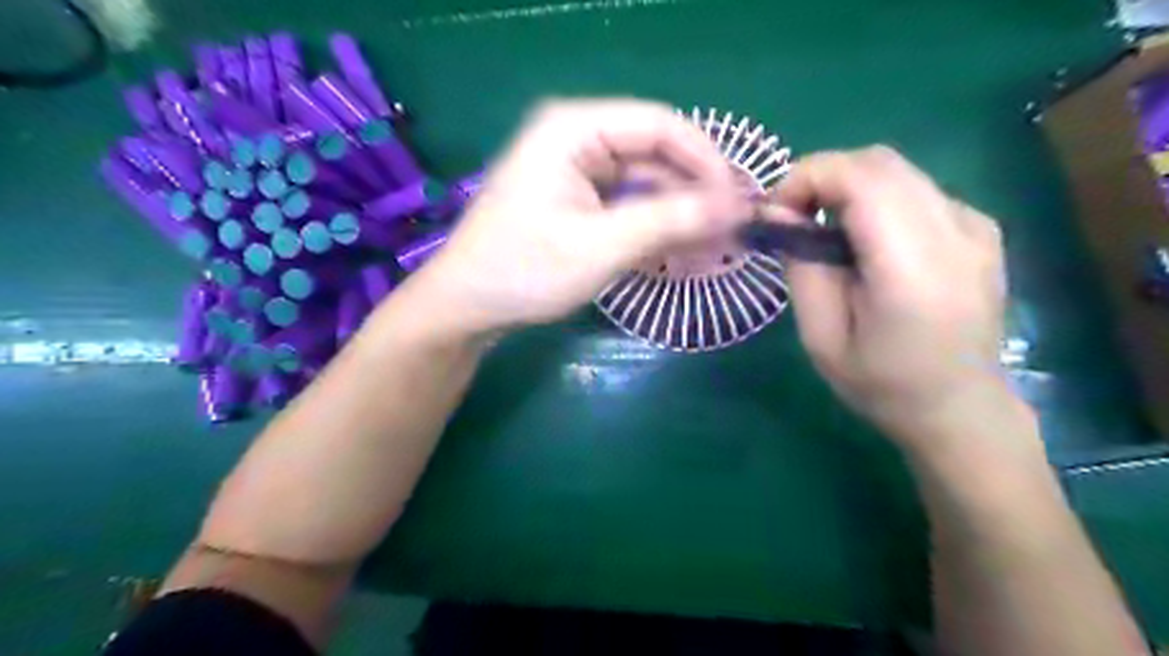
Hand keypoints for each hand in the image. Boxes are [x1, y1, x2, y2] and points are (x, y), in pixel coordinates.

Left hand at [409, 100, 752, 335]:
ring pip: (645, 184)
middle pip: (655, 155)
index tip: (738, 203)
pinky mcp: (576, 201)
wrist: (466, 307)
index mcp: (574, 129)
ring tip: (715, 248)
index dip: (706, 161)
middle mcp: (577, 139)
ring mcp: (575, 172)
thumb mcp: (601, 246)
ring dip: (678, 216)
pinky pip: (627, 205)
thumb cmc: (524, 271)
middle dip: (694, 194)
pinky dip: (654, 228)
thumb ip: (670, 221)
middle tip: (733, 231)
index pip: (661, 125)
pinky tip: (681, 253)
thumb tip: (738, 206)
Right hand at [775, 144, 1031, 450]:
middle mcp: (954, 232)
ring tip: (824, 231)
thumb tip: (780, 213)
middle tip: (794, 218)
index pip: (860, 178)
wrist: (960, 408)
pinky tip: (867, 241)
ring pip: (897, 171)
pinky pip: (916, 190)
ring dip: (847, 187)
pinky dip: (876, 199)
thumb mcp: (821, 337)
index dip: (807, 177)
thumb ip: (801, 267)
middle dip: (822, 177)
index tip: (777, 212)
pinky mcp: (980, 227)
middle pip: (878, 163)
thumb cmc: (882, 384)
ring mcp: (975, 225)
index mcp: (912, 268)